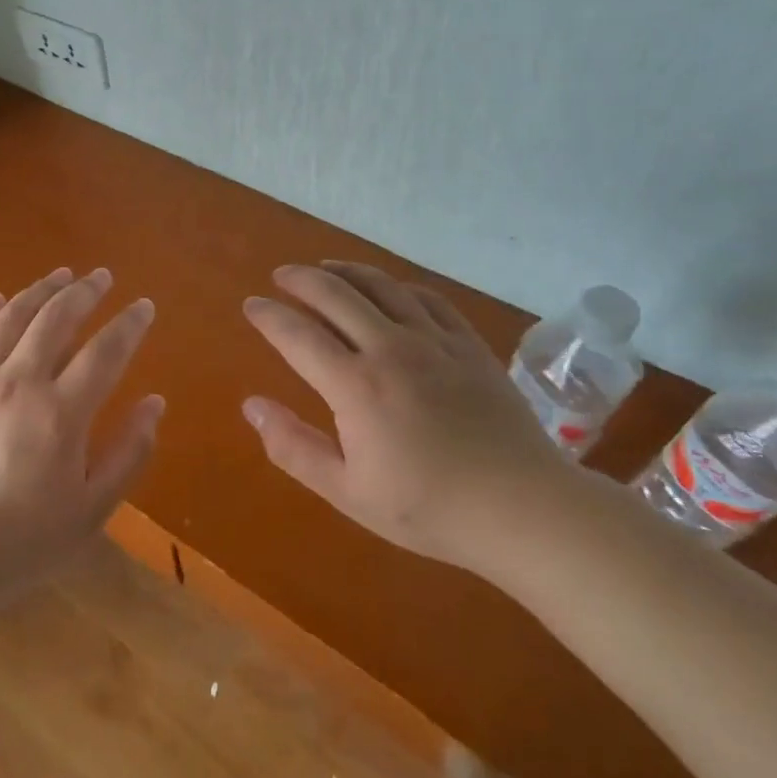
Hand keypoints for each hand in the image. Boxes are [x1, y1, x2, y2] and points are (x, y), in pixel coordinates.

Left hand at [0, 266, 162, 620]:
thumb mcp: (91, 510)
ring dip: (40, 290)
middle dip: (85, 291)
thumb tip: (155, 403)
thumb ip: (129, 453)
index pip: (106, 350)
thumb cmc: (23, 539)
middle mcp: (19, 382)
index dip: (130, 324)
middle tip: (102, 276)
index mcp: (61, 413)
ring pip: (12, 316)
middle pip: (57, 318)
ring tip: (60, 275)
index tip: (144, 306)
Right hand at [240, 261, 580, 575]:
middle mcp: (390, 348)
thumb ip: (294, 447)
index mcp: (356, 385)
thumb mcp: (348, 492)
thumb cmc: (430, 509)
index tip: (252, 305)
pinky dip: (399, 286)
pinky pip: (427, 298)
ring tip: (327, 268)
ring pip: (381, 286)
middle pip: (335, 294)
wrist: (524, 509)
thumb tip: (252, 404)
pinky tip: (391, 289)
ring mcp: (434, 340)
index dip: (269, 316)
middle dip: (301, 279)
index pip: (297, 334)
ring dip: (346, 271)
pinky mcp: (468, 343)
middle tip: (282, 275)